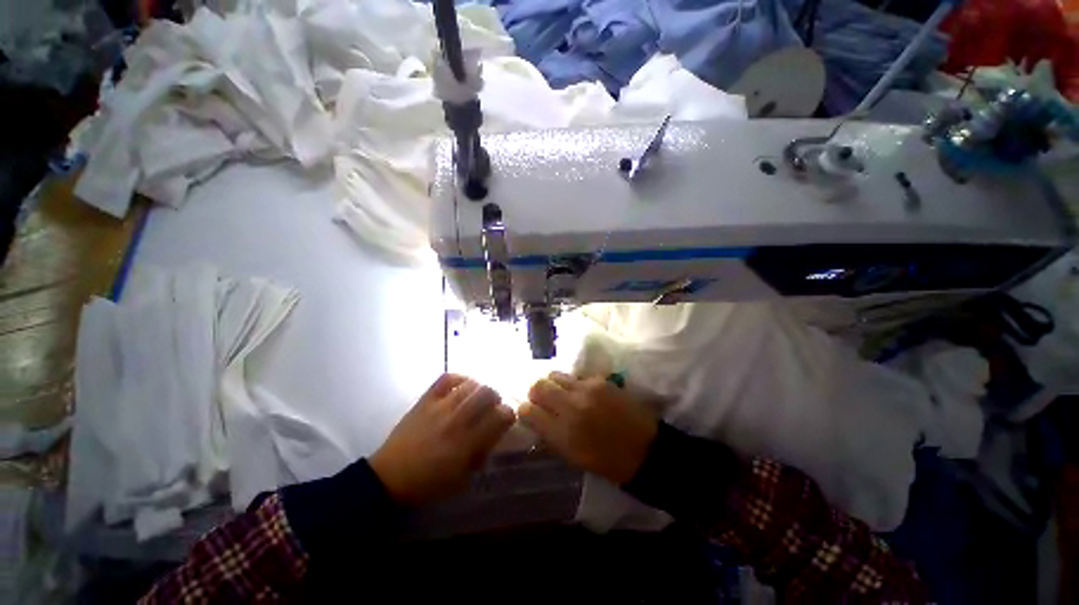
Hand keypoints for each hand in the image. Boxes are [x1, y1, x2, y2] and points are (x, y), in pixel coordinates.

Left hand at [369, 374, 514, 504]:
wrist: (389, 477)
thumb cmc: (428, 483)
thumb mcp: (462, 479)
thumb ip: (482, 454)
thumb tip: (495, 434)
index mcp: (466, 443)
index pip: (499, 417)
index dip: (509, 414)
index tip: (507, 418)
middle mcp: (456, 420)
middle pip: (487, 393)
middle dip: (496, 397)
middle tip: (493, 405)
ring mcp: (439, 407)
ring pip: (470, 384)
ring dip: (480, 388)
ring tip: (478, 396)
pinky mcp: (425, 400)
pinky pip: (447, 378)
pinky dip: (459, 378)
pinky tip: (462, 386)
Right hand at [519, 372, 657, 484]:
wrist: (645, 450)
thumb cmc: (607, 461)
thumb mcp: (572, 457)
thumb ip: (550, 435)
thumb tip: (535, 418)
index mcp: (562, 433)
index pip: (528, 411)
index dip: (525, 411)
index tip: (529, 412)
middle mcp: (571, 406)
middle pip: (539, 386)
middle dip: (535, 392)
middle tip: (541, 400)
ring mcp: (586, 389)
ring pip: (555, 375)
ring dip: (552, 384)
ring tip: (560, 394)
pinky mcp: (600, 380)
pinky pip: (575, 376)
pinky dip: (572, 383)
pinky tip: (580, 393)